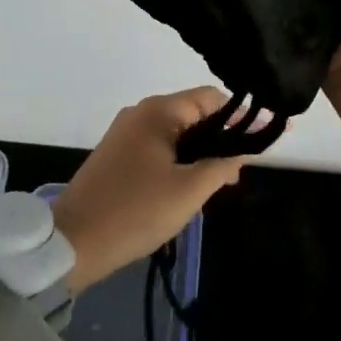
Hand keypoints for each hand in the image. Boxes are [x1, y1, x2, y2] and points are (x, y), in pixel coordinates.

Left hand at [52, 88, 246, 291]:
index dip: (242, 115)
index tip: (268, 133)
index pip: (211, 98)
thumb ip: (222, 166)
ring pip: (177, 132)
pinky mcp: (117, 154)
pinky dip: (180, 159)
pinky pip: (159, 146)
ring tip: (224, 179)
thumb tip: (242, 152)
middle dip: (223, 136)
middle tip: (245, 166)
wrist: (72, 242)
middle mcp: (141, 112)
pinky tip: (192, 183)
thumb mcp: (188, 191)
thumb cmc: (136, 211)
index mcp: (159, 111)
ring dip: (202, 151)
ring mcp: (126, 132)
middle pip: (194, 113)